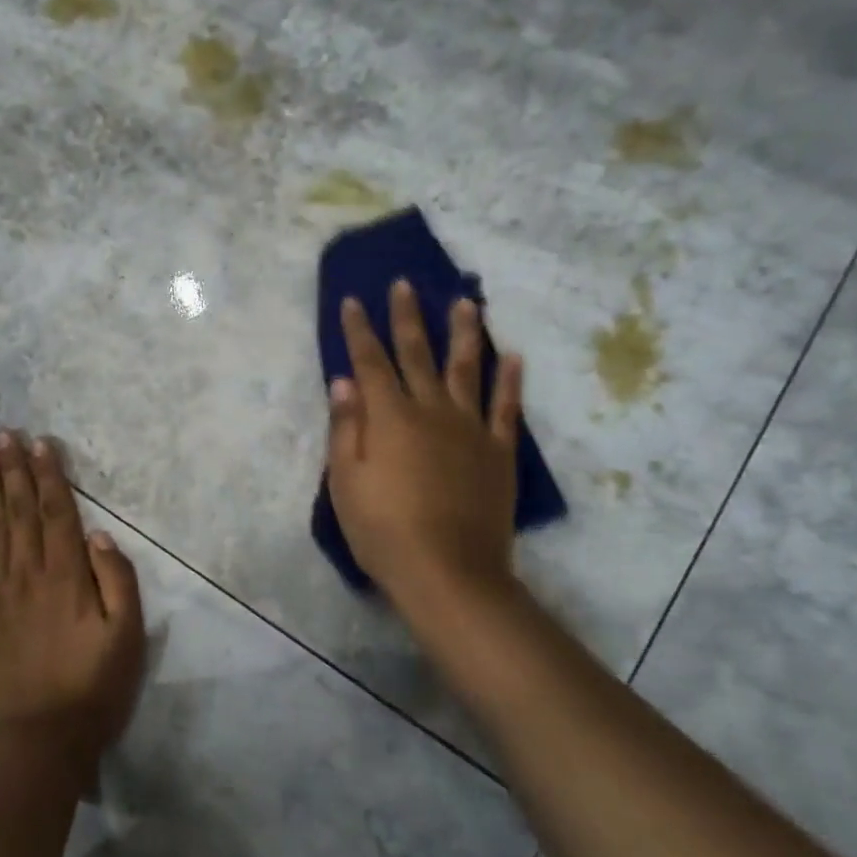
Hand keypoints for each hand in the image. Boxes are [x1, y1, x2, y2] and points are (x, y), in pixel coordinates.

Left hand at [0, 431, 145, 779]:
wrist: (38, 742)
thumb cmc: (92, 689)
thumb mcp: (127, 637)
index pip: (56, 513)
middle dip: (15, 470)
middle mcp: (28, 574)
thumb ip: (117, 581)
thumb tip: (98, 535)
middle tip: (5, 434)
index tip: (40, 444)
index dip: (49, 476)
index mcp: (67, 577)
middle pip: (20, 512)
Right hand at [326, 281, 524, 621]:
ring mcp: (470, 429)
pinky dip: (510, 380)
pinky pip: (506, 408)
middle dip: (407, 317)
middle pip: (417, 354)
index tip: (354, 301)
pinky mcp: (498, 452)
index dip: (360, 330)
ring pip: (466, 369)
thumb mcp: (345, 482)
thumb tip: (344, 381)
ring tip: (466, 302)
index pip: (370, 362)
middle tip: (405, 284)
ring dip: (464, 333)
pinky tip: (512, 356)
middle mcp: (431, 411)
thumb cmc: (383, 530)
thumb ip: (345, 427)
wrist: (448, 572)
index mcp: (389, 417)